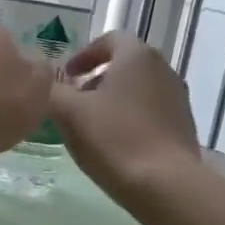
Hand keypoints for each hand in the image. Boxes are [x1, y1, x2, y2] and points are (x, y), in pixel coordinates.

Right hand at [50, 33, 201, 199]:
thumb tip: (40, 82)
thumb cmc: (114, 139)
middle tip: (74, 102)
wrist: (165, 185)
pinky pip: (151, 112)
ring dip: (113, 100)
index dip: (83, 55)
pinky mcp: (184, 126)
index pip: (109, 39)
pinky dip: (130, 118)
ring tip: (92, 126)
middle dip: (96, 79)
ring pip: (138, 89)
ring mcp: (178, 98)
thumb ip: (49, 90)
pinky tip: (115, 144)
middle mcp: (163, 68)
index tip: (67, 77)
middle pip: (124, 64)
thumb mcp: (68, 113)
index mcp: (136, 56)